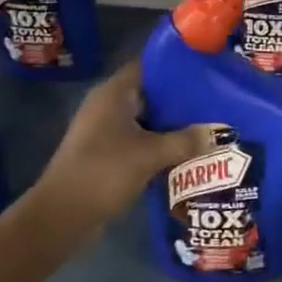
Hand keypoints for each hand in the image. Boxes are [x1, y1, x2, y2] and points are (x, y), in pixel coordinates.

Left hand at [22, 62, 217, 246]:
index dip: (178, 64)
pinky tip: (190, 150)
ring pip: (150, 118)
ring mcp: (107, 131)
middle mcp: (109, 106)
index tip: (208, 67)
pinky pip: (144, 139)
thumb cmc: (103, 172)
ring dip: (175, 123)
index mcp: (114, 93)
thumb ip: (187, 140)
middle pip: (152, 92)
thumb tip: (220, 132)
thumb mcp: (151, 154)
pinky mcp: (109, 154)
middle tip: (218, 97)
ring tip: (211, 122)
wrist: (61, 217)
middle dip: (183, 96)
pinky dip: (164, 143)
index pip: (150, 65)